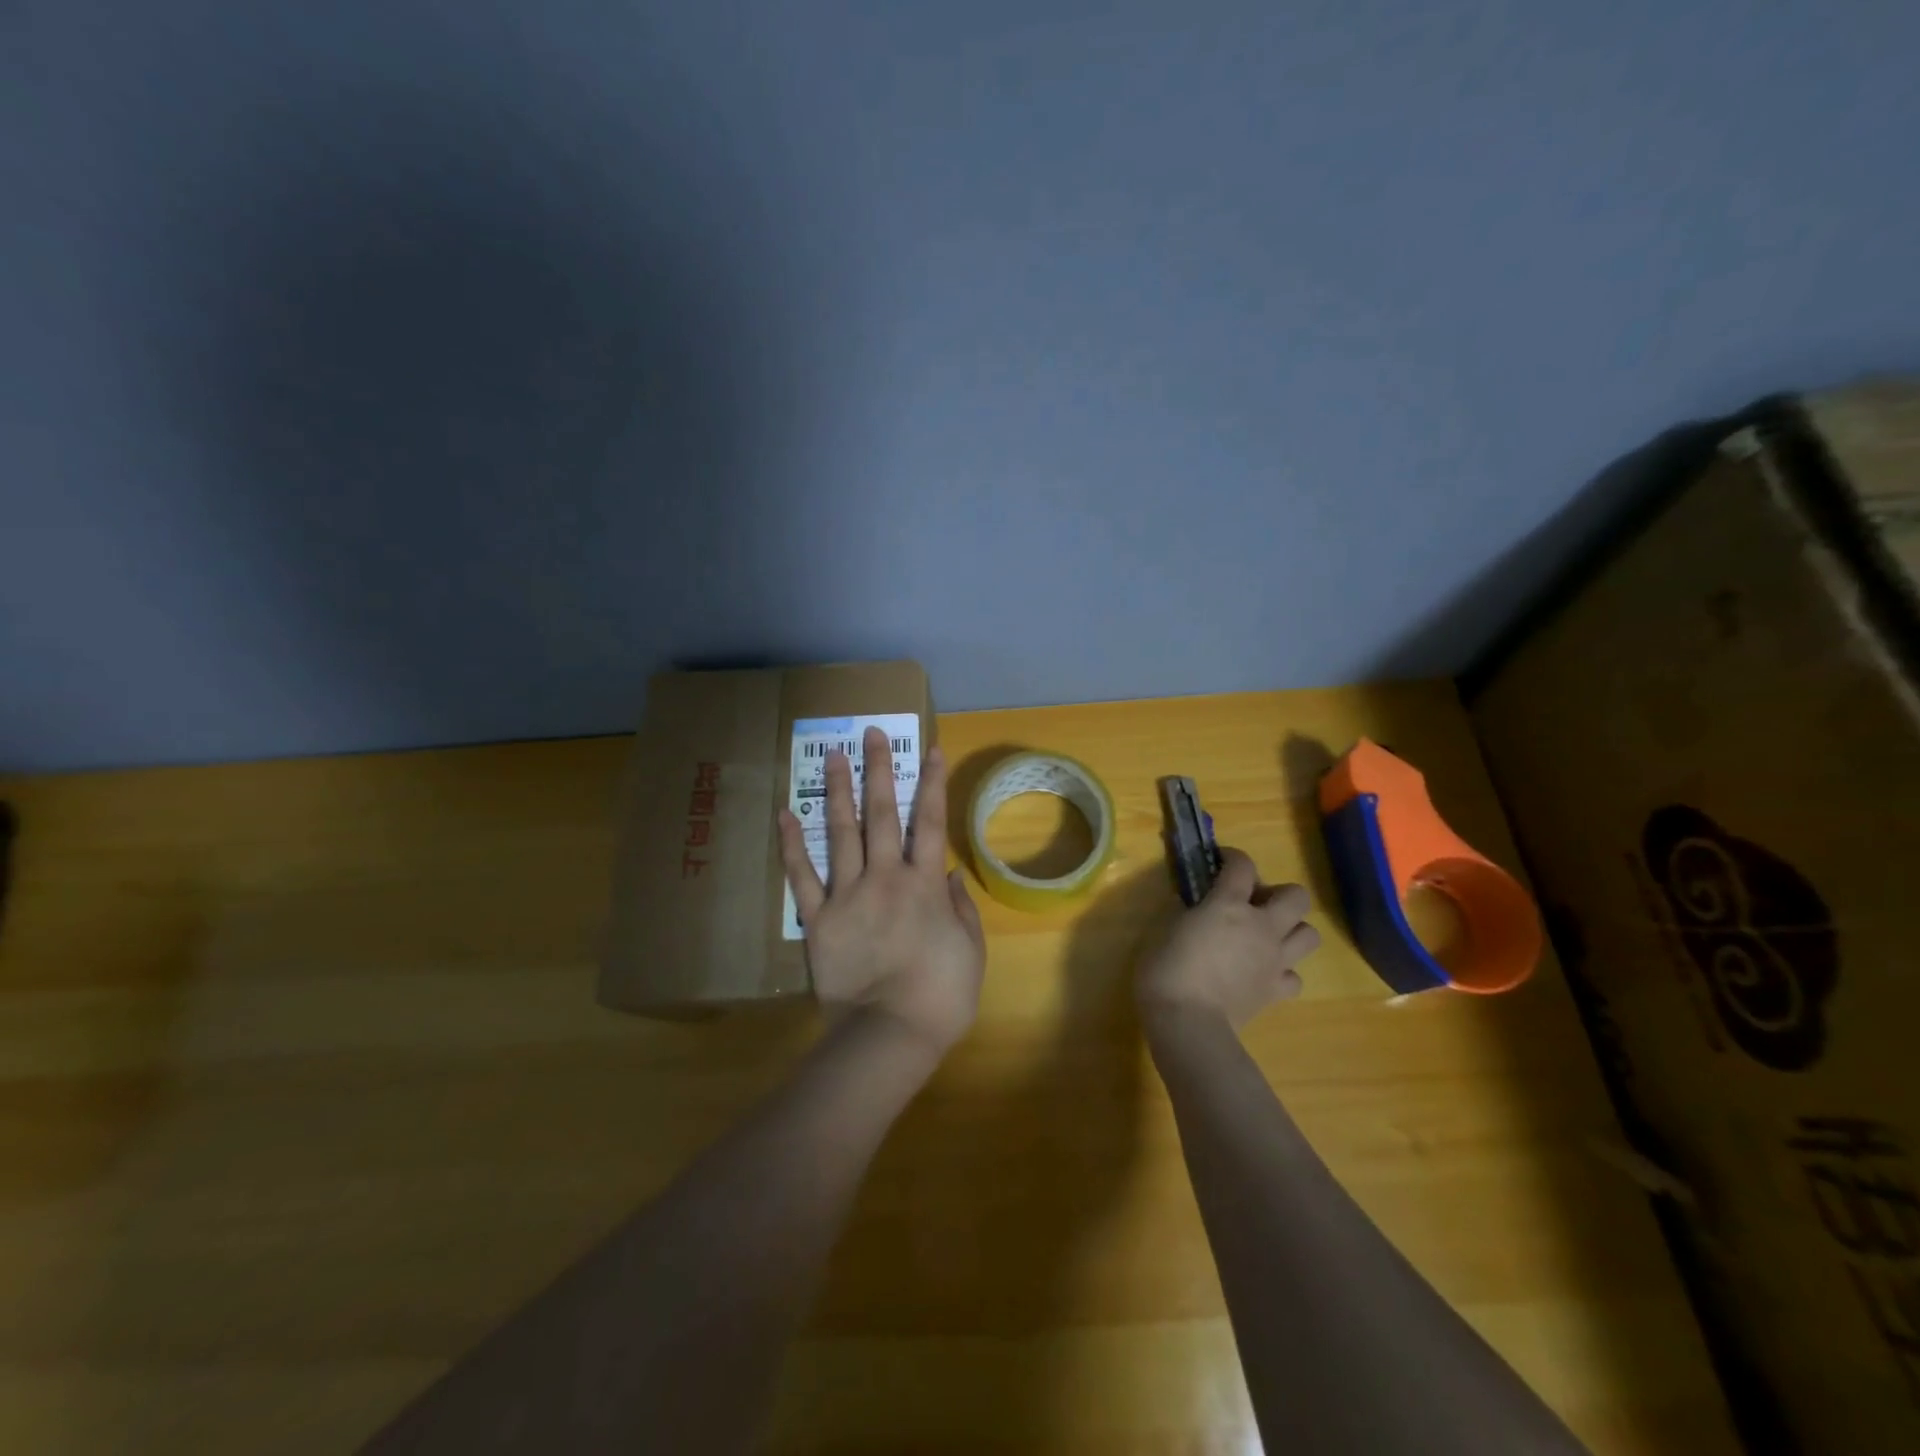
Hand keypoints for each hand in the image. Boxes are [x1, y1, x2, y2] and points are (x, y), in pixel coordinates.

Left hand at [777, 727, 985, 1056]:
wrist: (890, 1035)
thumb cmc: (941, 997)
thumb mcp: (970, 950)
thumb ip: (960, 907)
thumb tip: (947, 873)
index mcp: (925, 884)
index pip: (931, 821)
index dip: (933, 783)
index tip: (931, 748)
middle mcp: (887, 877)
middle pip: (883, 813)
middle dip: (878, 770)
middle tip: (870, 733)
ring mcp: (849, 895)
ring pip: (842, 832)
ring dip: (837, 791)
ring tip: (832, 755)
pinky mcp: (819, 919)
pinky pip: (802, 877)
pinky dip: (793, 845)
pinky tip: (786, 814)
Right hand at [1136, 849, 1319, 1031]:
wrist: (1187, 1021)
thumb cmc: (1166, 969)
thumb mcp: (1165, 929)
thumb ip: (1184, 911)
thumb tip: (1190, 904)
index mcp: (1228, 904)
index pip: (1242, 865)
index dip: (1233, 856)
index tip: (1221, 859)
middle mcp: (1261, 926)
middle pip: (1297, 897)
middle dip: (1280, 894)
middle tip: (1255, 904)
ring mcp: (1274, 960)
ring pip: (1310, 935)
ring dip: (1291, 930)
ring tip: (1267, 936)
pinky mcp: (1277, 991)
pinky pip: (1295, 976)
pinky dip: (1283, 972)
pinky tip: (1263, 973)